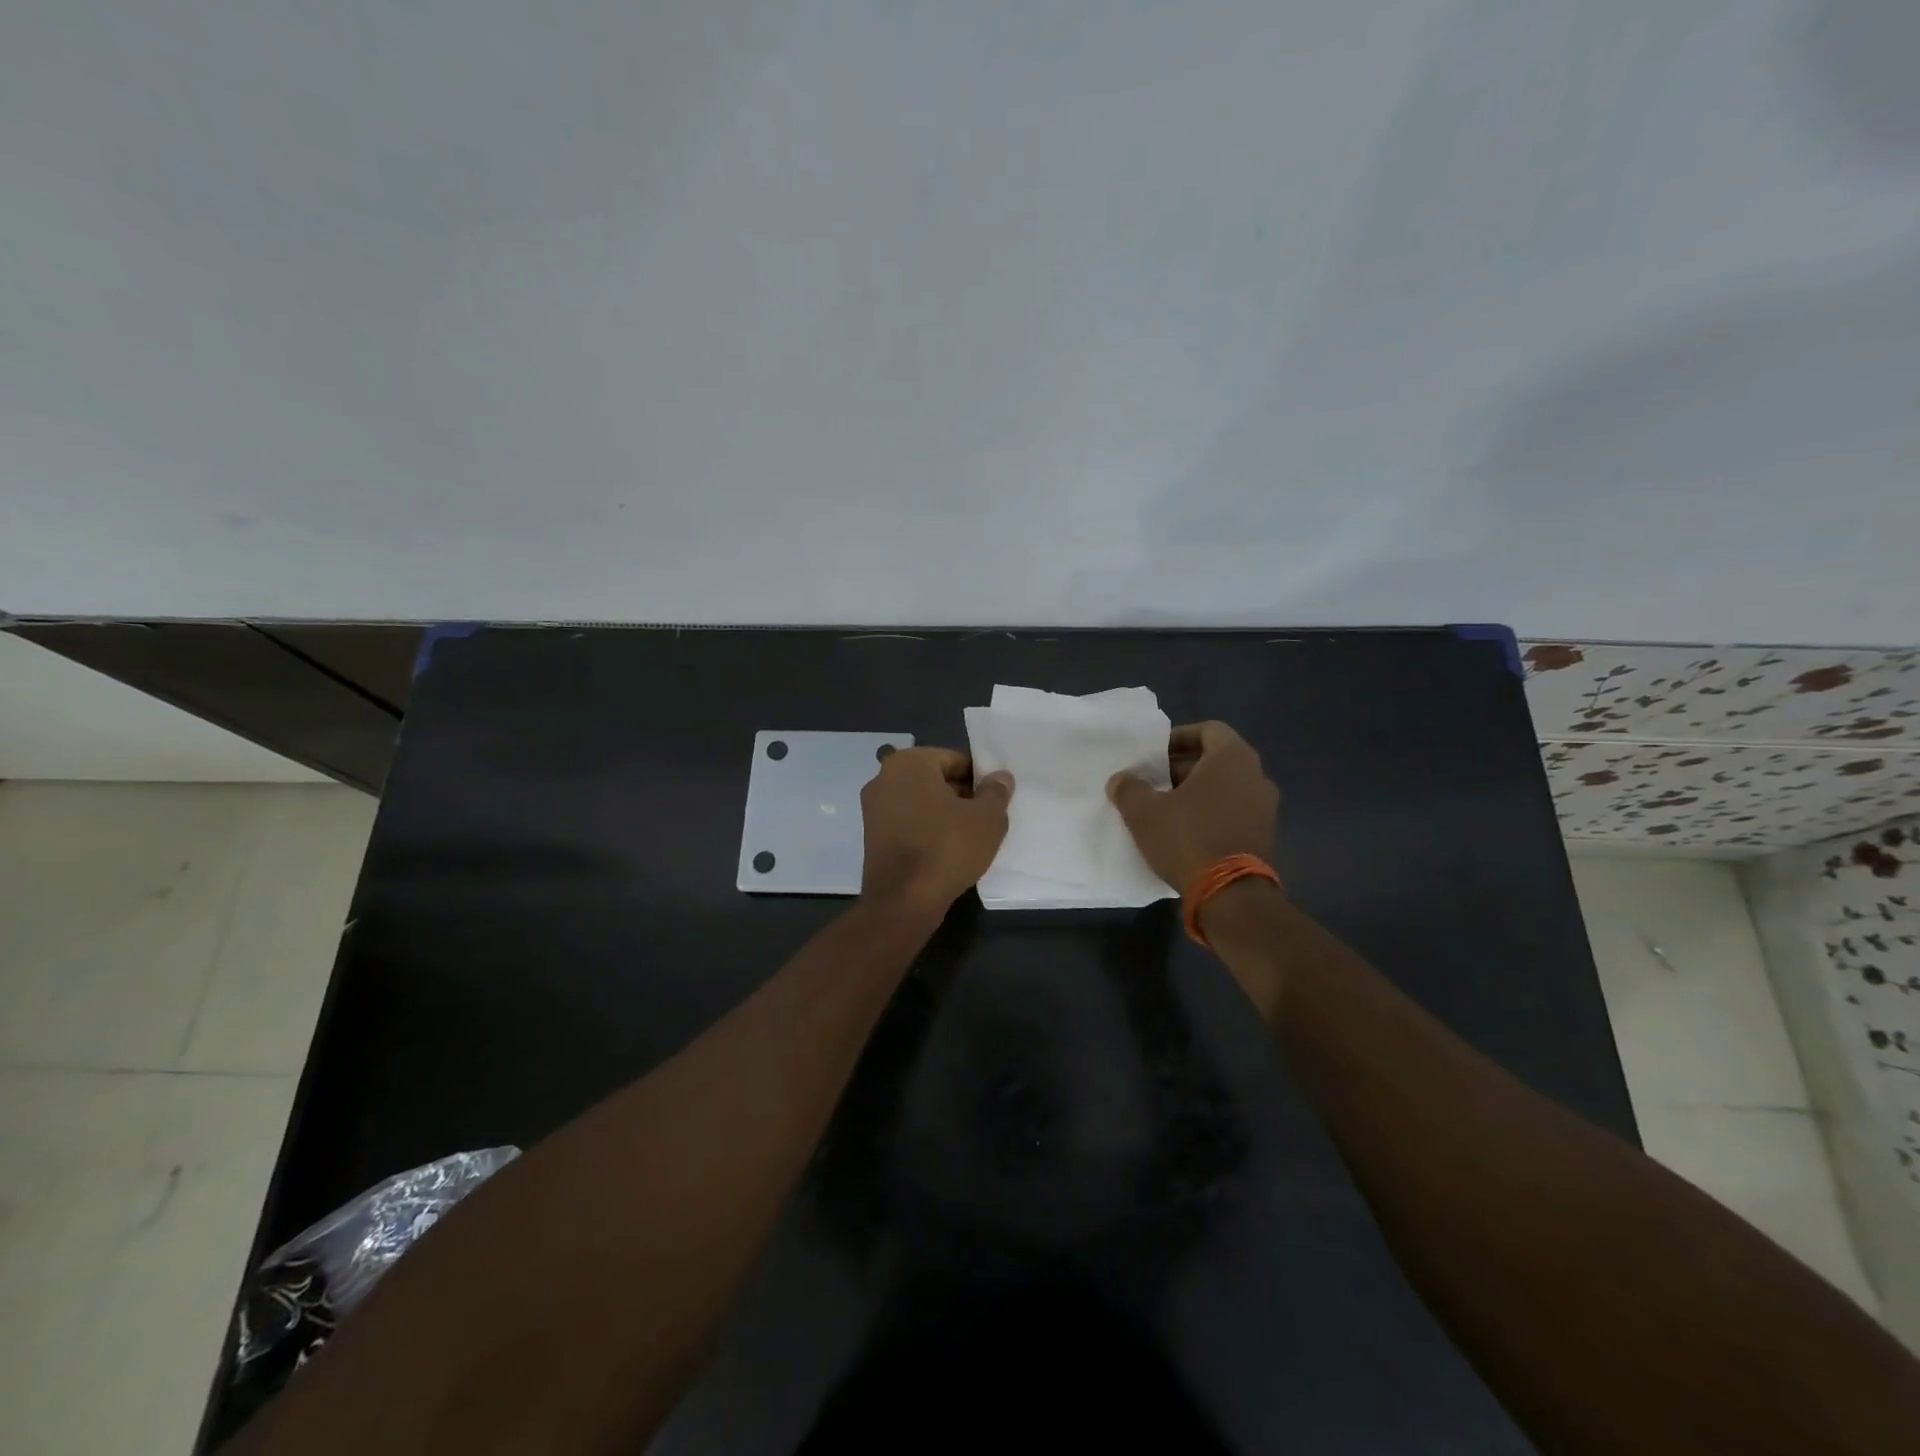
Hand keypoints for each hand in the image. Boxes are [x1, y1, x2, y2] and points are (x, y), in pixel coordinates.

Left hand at [860, 748, 1013, 911]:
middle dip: (961, 796)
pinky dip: (927, 832)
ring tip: (970, 838)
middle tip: (986, 819)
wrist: (903, 901)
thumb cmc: (947, 848)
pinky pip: (909, 824)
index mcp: (909, 762)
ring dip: (945, 815)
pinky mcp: (872, 837)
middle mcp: (884, 778)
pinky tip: (947, 852)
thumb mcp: (987, 818)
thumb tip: (999, 777)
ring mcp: (874, 809)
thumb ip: (995, 792)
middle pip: (936, 780)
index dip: (980, 779)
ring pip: (922, 804)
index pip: (955, 760)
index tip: (995, 801)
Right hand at [1107, 721, 1278, 891]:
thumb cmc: (1188, 838)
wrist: (1231, 896)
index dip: (1178, 738)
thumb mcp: (1144, 812)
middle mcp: (1256, 776)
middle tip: (1151, 780)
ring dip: (1195, 792)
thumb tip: (1120, 780)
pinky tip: (1182, 830)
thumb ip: (1129, 789)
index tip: (1153, 754)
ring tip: (1163, 807)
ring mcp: (1265, 808)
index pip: (1208, 730)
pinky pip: (1233, 811)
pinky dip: (1209, 813)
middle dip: (1181, 767)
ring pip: (1224, 787)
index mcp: (1233, 758)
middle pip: (1216, 759)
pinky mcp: (1264, 836)